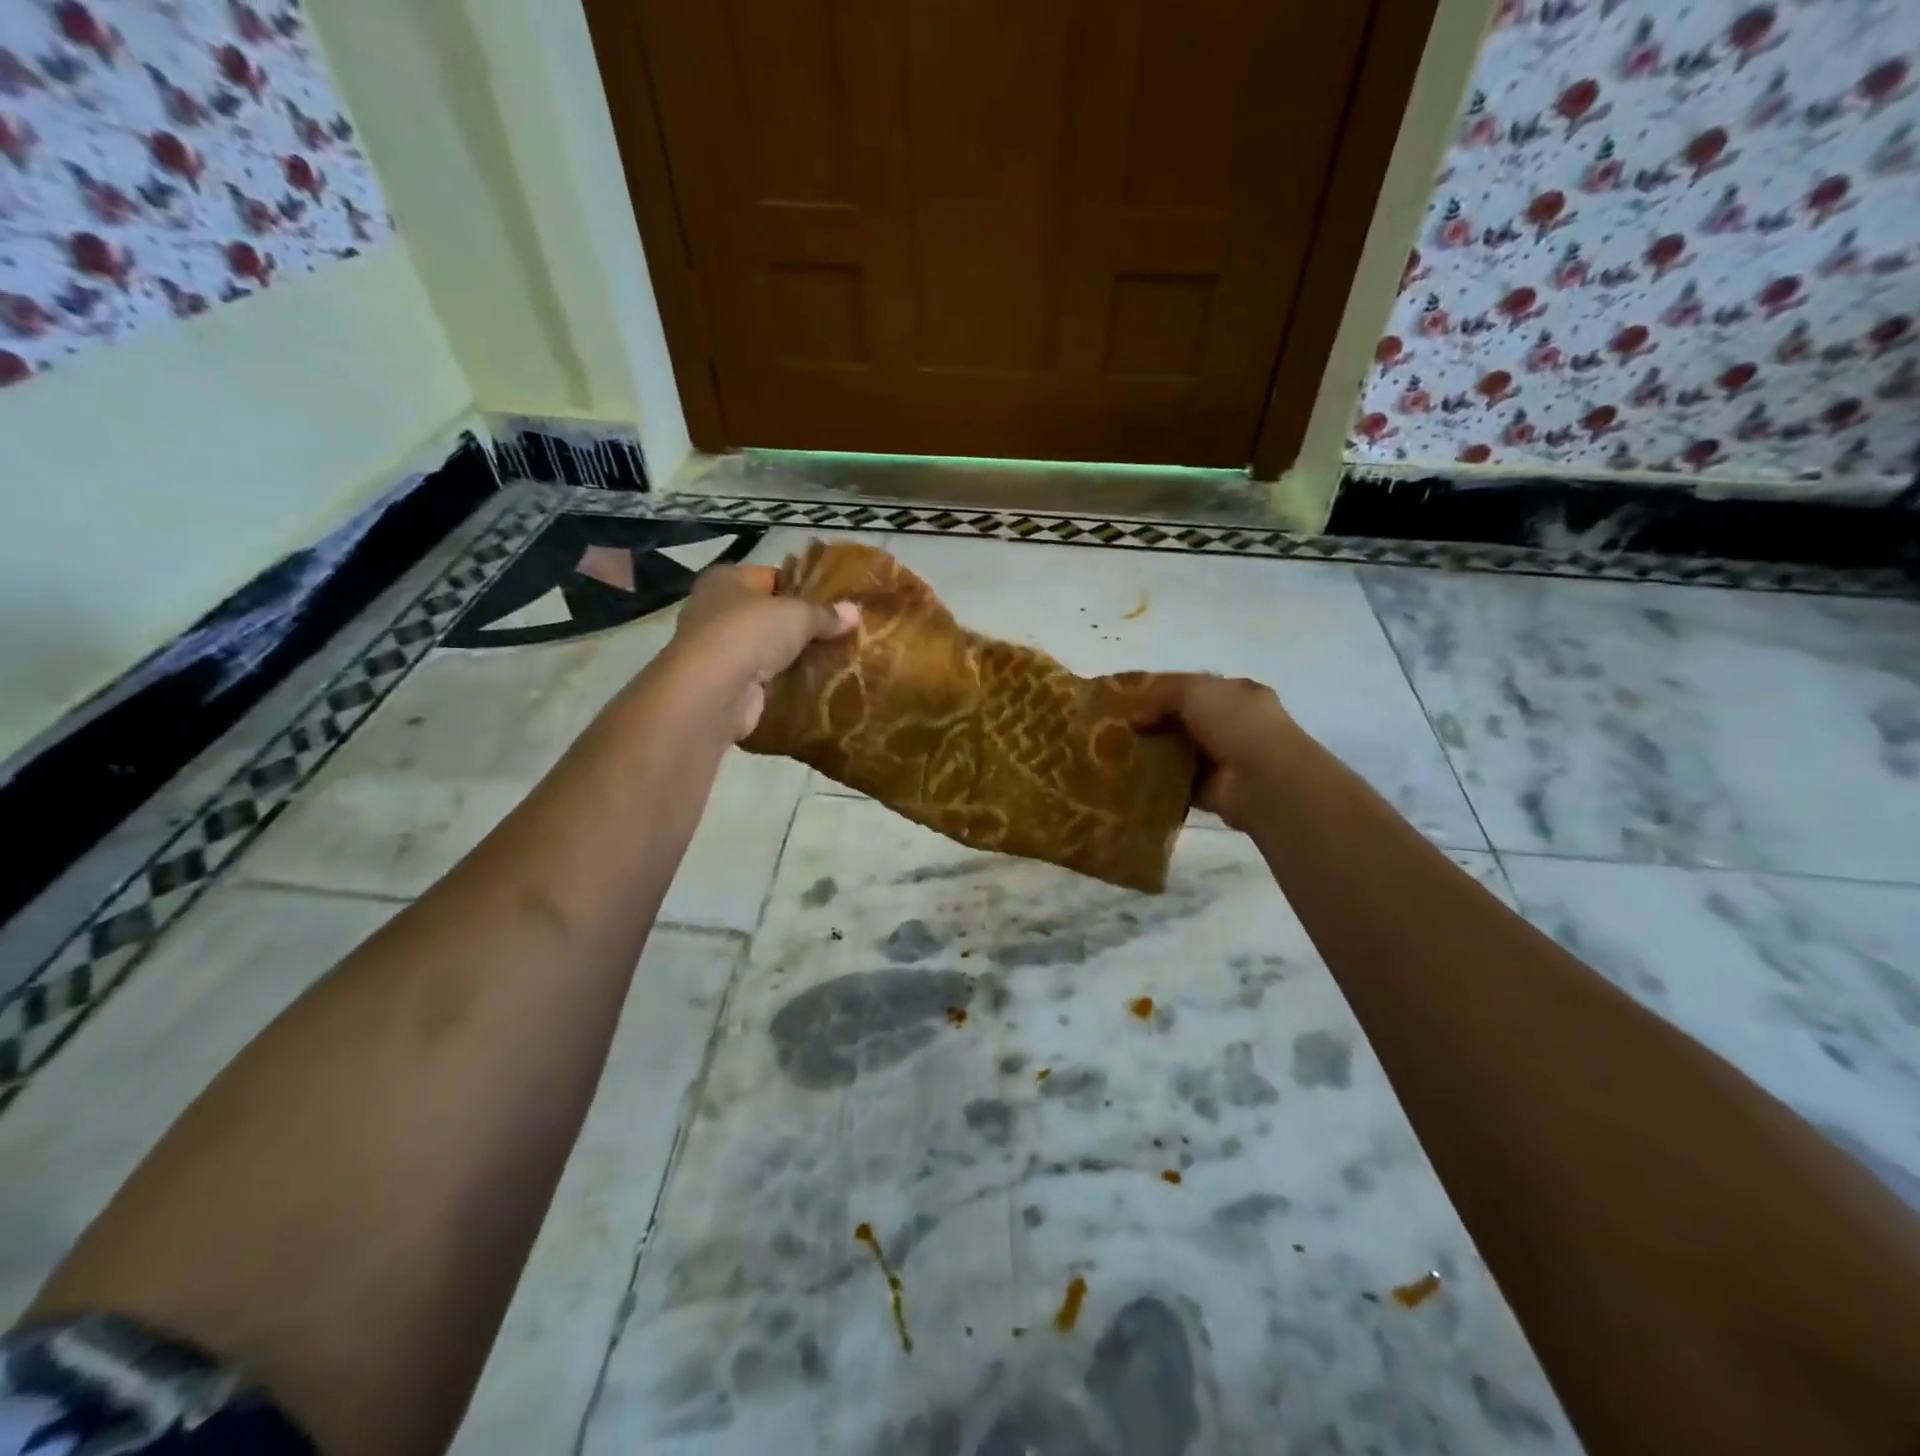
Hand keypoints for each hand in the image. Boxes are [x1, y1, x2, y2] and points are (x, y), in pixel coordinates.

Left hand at [667, 564, 857, 739]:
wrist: (713, 691)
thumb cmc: (750, 633)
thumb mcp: (798, 615)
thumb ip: (825, 614)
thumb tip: (854, 612)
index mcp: (726, 580)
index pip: (771, 576)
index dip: (802, 586)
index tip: (834, 601)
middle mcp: (715, 610)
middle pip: (768, 614)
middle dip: (799, 624)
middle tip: (839, 632)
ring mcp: (718, 650)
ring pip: (766, 648)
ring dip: (792, 656)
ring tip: (834, 659)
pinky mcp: (726, 684)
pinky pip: (763, 678)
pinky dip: (783, 681)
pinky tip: (813, 684)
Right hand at [1133, 674, 1299, 830]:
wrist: (1262, 778)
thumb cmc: (1235, 722)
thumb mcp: (1194, 691)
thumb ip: (1162, 695)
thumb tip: (1136, 718)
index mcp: (1238, 694)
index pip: (1197, 688)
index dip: (1165, 693)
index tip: (1133, 701)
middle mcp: (1236, 725)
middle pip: (1187, 721)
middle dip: (1157, 725)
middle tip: (1122, 730)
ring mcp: (1226, 760)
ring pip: (1182, 753)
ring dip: (1157, 755)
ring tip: (1121, 754)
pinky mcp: (1214, 791)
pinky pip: (1179, 784)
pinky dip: (1160, 784)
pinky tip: (1134, 780)